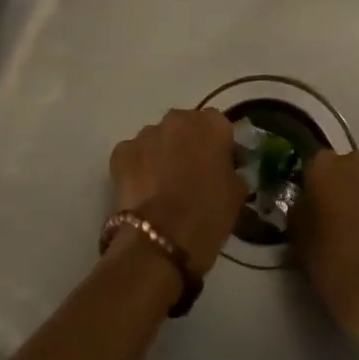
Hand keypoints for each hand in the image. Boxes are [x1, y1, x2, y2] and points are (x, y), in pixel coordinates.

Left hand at [109, 109, 248, 276]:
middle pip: (186, 128)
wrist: (160, 240)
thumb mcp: (237, 193)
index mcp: (211, 124)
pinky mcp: (121, 152)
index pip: (219, 127)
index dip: (219, 148)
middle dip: (188, 146)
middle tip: (192, 177)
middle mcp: (177, 119)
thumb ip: (230, 170)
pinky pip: (135, 155)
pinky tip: (144, 193)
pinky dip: (139, 168)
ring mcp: (146, 134)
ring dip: (162, 155)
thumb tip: (223, 170)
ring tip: (164, 188)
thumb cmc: (207, 215)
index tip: (220, 169)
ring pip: (158, 139)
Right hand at [295, 150, 358, 359]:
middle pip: (349, 167)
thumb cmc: (333, 267)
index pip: (316, 165)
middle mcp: (357, 162)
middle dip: (346, 186)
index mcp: (323, 168)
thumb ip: (300, 208)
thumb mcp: (298, 238)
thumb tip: (308, 201)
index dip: (317, 186)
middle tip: (345, 218)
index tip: (318, 207)